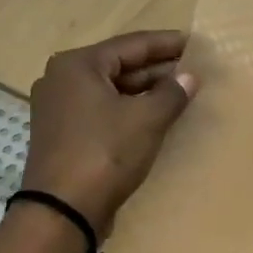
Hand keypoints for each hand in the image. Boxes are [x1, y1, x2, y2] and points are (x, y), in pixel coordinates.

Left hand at [20, 30, 197, 235]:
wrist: (63, 209)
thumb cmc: (105, 153)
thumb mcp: (146, 119)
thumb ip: (172, 93)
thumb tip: (190, 77)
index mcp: (77, 65)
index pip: (130, 45)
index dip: (165, 44)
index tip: (194, 43)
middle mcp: (62, 80)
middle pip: (118, 66)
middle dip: (156, 69)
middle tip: (191, 69)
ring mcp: (59, 109)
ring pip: (111, 91)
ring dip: (144, 91)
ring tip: (179, 92)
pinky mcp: (64, 135)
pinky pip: (102, 111)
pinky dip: (128, 110)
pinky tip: (154, 117)